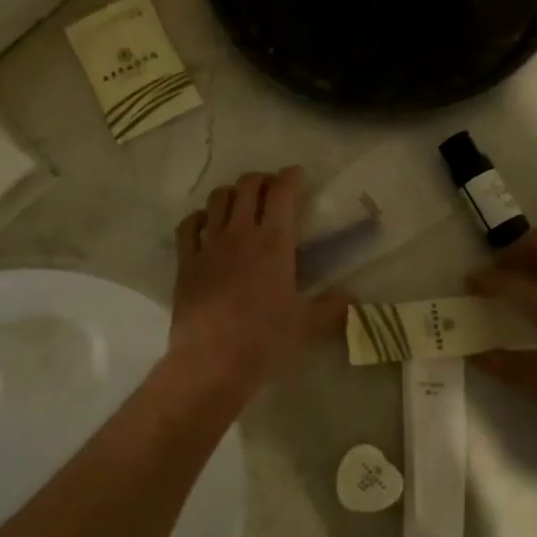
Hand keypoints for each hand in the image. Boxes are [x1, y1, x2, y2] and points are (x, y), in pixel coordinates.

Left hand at [168, 168, 348, 398]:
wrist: (212, 361)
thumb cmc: (265, 340)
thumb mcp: (308, 325)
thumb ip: (332, 307)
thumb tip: (351, 298)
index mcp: (274, 242)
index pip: (282, 192)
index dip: (291, 177)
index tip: (298, 175)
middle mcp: (240, 233)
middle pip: (247, 187)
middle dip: (261, 179)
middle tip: (272, 189)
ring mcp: (208, 245)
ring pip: (217, 200)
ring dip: (231, 193)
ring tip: (241, 202)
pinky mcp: (185, 262)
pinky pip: (188, 226)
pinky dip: (199, 217)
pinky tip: (206, 224)